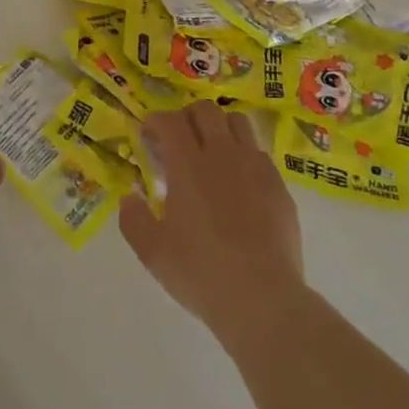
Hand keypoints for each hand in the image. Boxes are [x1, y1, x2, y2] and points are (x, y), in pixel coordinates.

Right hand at [119, 101, 304, 343]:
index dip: (155, 120)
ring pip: (238, 121)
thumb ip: (133, 219)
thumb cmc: (201, 273)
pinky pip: (259, 152)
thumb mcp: (152, 252)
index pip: (170, 121)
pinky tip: (238, 182)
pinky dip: (243, 154)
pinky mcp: (279, 185)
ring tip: (211, 150)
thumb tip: (130, 196)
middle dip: (187, 116)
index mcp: (188, 165)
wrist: (263, 299)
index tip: (148, 134)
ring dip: (219, 127)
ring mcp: (255, 166)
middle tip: (178, 139)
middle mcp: (223, 154)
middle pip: (205, 110)